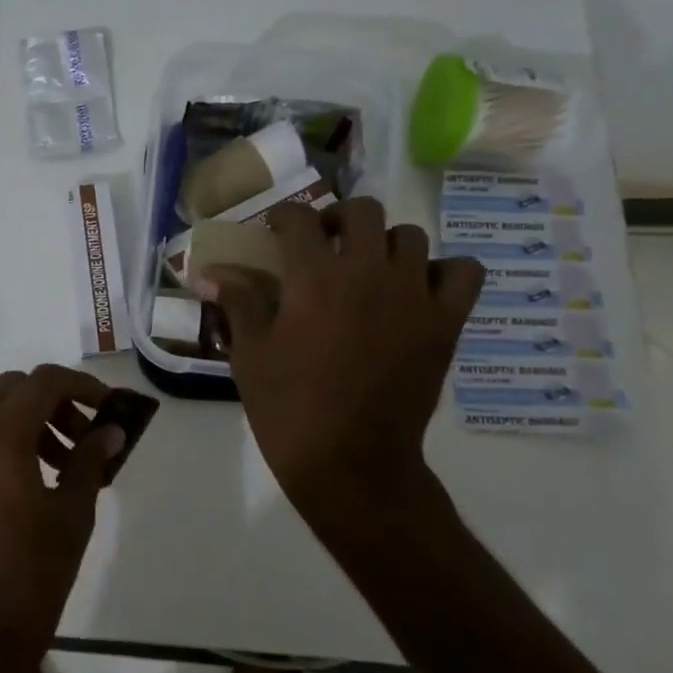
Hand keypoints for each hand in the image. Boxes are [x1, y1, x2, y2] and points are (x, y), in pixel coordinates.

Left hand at [0, 365, 125, 663]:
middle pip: (12, 390)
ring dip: (28, 423)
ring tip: (62, 467)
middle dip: (53, 402)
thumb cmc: (33, 573)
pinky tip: (27, 484)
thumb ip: (90, 460)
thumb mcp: (73, 513)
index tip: (108, 407)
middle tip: (83, 437)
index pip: (43, 382)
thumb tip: (111, 431)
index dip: (81, 385)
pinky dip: (2, 444)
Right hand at [200, 198, 481, 533]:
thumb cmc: (288, 406)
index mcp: (314, 278)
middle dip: (337, 218)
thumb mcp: (249, 352)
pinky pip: (463, 272)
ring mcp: (414, 295)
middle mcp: (368, 273)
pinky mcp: (446, 322)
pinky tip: (418, 288)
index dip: (283, 216)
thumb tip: (209, 271)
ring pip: (410, 236)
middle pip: (362, 211)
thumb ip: (237, 301)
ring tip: (369, 267)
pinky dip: (443, 271)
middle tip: (323, 243)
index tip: (276, 229)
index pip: (300, 218)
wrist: (350, 460)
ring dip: (385, 243)